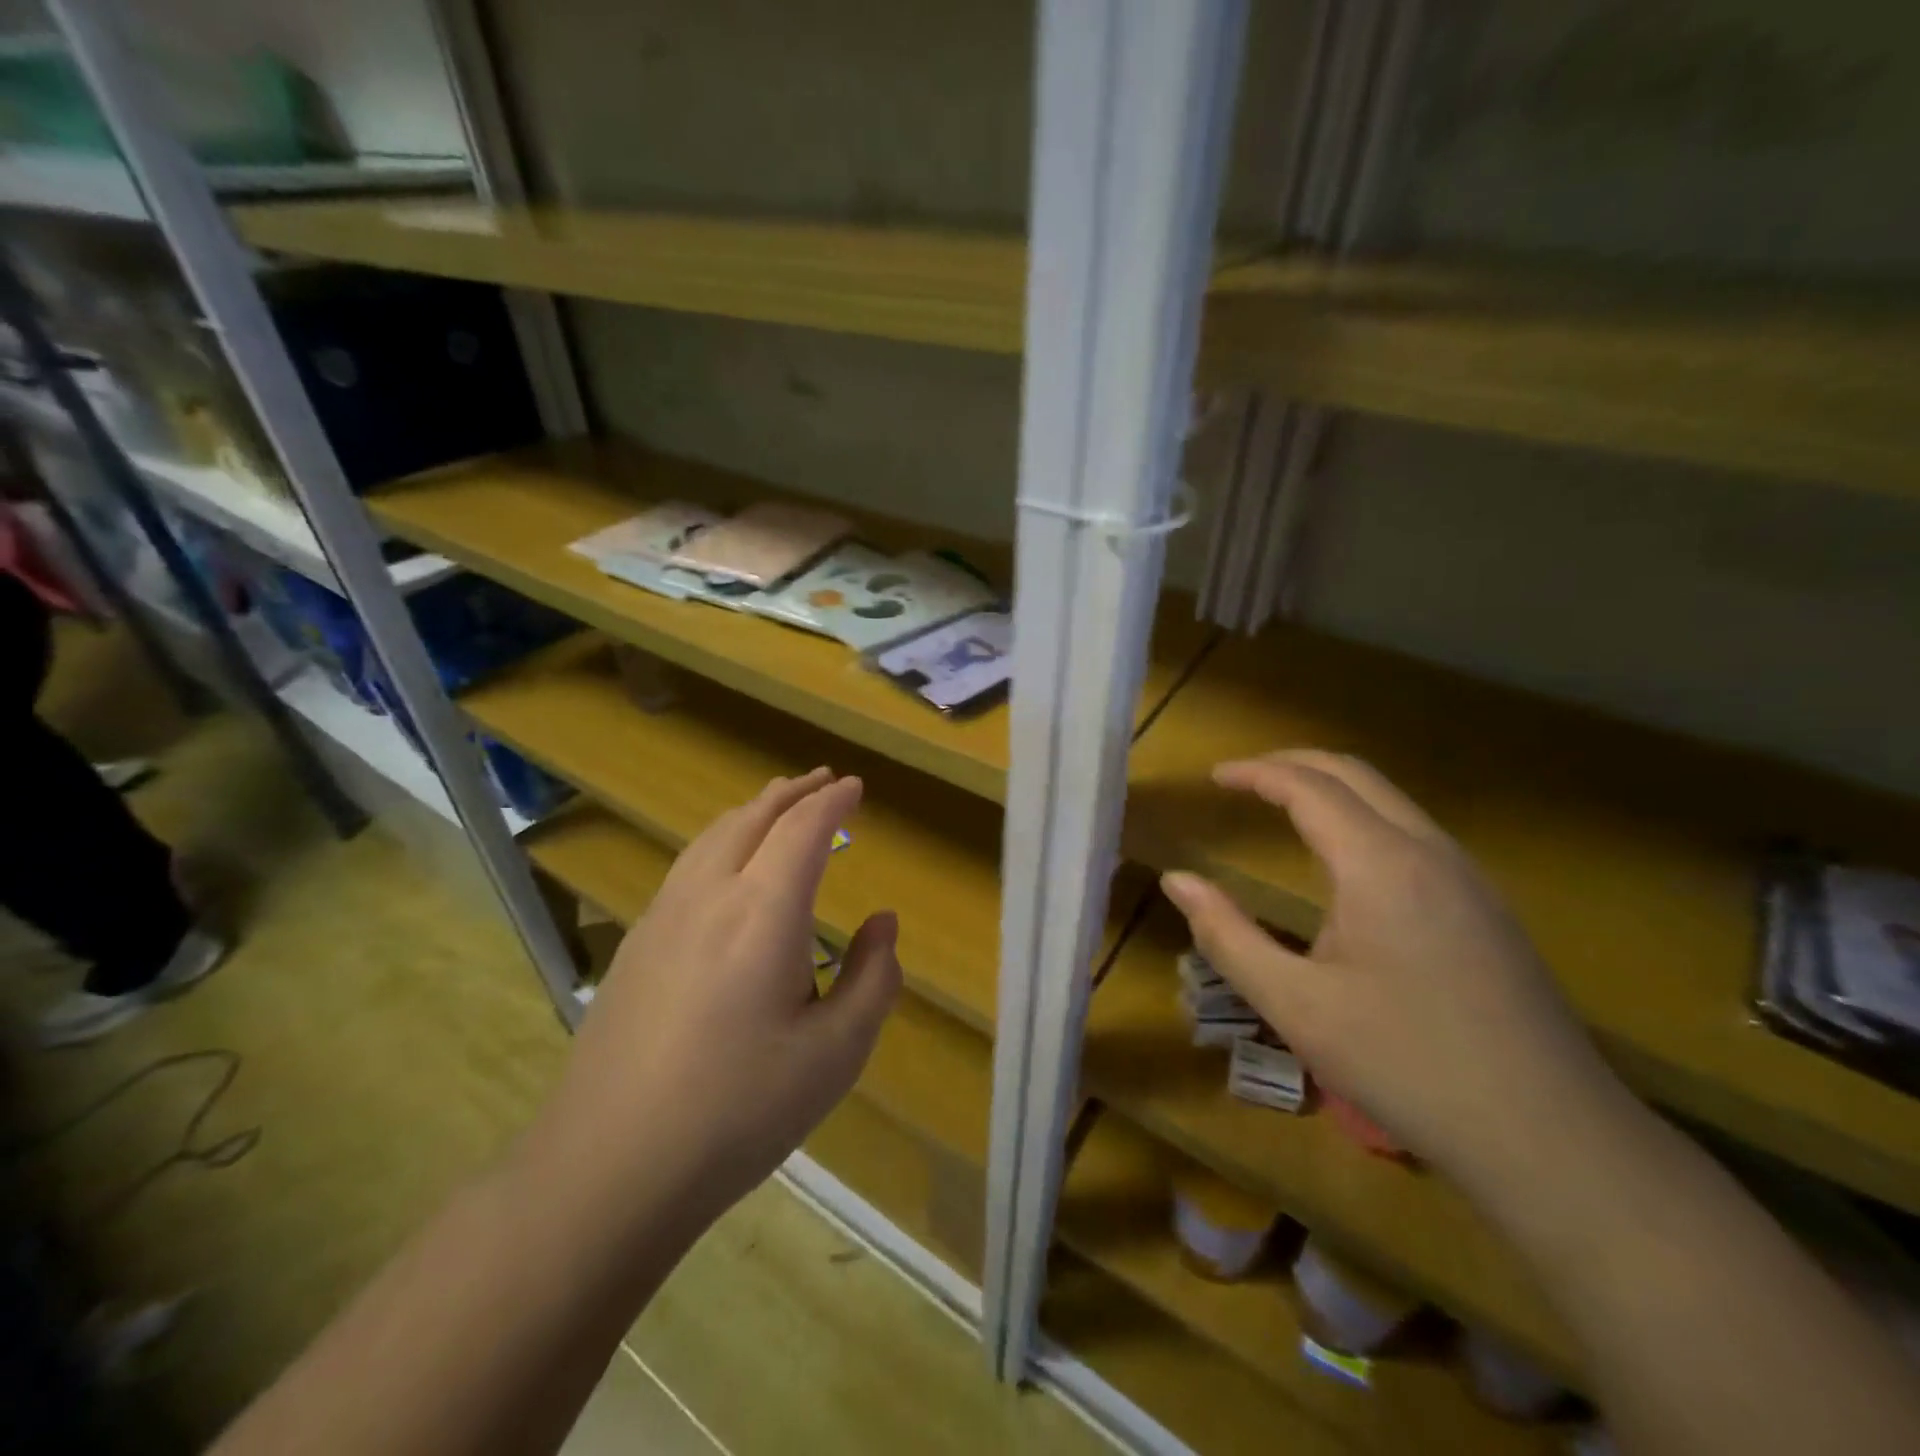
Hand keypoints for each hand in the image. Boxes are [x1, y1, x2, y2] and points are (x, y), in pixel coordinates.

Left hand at [531, 768, 900, 1237]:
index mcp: (764, 911)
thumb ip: (874, 979)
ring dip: (753, 811)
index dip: (833, 801)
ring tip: (777, 805)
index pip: (804, 830)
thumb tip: (882, 923)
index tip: (856, 786)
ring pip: (713, 835)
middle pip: (753, 817)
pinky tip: (726, 865)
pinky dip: (721, 840)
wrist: (610, 1166)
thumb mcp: (836, 1054)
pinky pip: (688, 864)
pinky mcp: (636, 944)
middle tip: (823, 781)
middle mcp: (710, 895)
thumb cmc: (739, 1109)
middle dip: (793, 792)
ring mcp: (663, 916)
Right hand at [1161, 751, 1625, 1199]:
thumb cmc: (1408, 1066)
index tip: (1214, 777)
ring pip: (1391, 800)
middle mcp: (1430, 852)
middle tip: (1242, 779)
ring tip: (1283, 808)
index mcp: (1380, 864)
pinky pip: (1414, 832)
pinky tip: (1345, 864)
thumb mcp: (1296, 1005)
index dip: (1255, 773)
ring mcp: (1468, 878)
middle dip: (1293, 764)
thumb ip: (1226, 935)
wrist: (1553, 1140)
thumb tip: (1177, 880)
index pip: (1308, 786)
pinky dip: (1363, 818)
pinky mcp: (1487, 908)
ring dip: (1332, 789)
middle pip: (1354, 774)